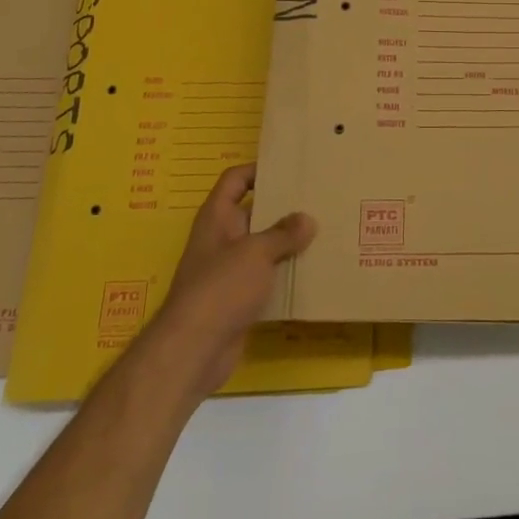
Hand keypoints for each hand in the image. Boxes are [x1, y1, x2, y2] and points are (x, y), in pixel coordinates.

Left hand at [145, 164, 315, 396]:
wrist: (194, 349)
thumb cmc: (221, 288)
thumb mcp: (256, 253)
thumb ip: (284, 233)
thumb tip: (307, 219)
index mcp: (217, 217)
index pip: (235, 179)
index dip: (258, 169)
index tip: (291, 168)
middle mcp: (221, 238)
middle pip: (254, 212)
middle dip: (283, 207)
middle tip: (318, 198)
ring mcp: (229, 270)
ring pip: (263, 246)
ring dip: (288, 242)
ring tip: (324, 231)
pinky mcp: (239, 298)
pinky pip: (266, 276)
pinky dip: (286, 273)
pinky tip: (313, 270)